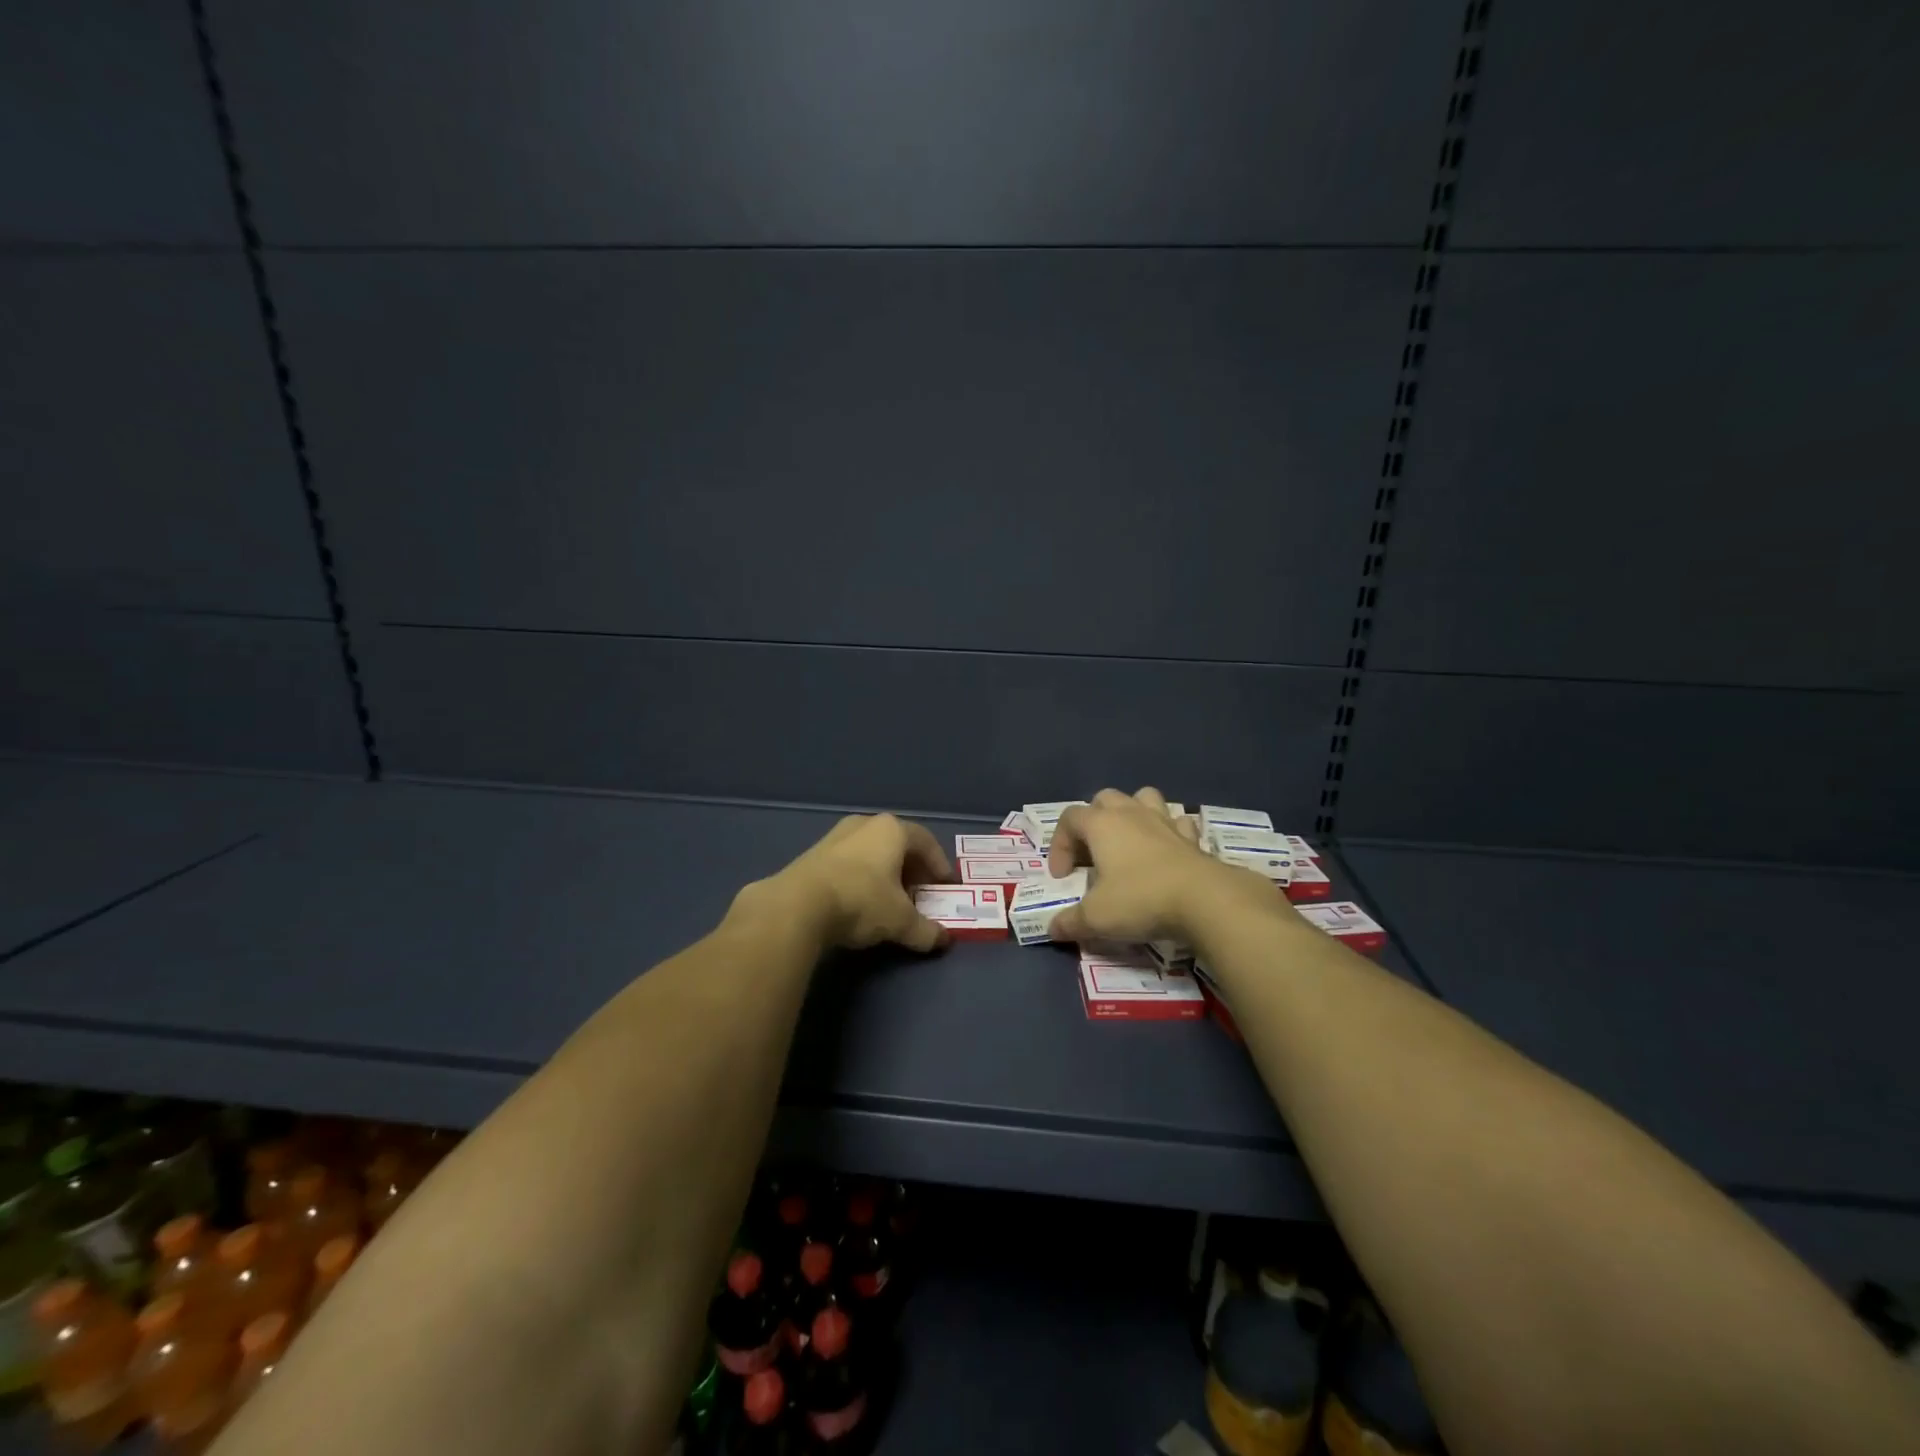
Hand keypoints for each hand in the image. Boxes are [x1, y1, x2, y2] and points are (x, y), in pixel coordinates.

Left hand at [744, 813, 954, 953]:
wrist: (797, 905)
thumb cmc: (860, 901)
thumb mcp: (900, 921)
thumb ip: (926, 930)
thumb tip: (944, 940)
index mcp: (892, 830)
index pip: (926, 842)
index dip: (939, 865)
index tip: (944, 887)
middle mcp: (865, 824)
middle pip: (898, 844)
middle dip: (912, 869)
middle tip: (920, 893)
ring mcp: (836, 836)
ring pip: (871, 851)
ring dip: (885, 872)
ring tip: (890, 899)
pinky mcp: (813, 854)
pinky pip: (849, 861)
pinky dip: (862, 876)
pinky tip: (860, 900)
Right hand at [1045, 787, 1269, 943]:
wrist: (1205, 901)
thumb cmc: (1140, 899)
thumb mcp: (1096, 918)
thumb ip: (1070, 922)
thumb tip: (1053, 929)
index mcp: (1101, 824)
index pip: (1068, 818)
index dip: (1059, 845)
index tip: (1063, 877)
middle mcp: (1131, 813)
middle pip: (1104, 799)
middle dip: (1093, 821)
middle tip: (1092, 854)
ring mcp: (1164, 821)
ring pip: (1143, 798)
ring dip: (1132, 813)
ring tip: (1128, 841)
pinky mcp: (1192, 837)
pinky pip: (1176, 821)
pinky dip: (1168, 831)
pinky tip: (1165, 851)